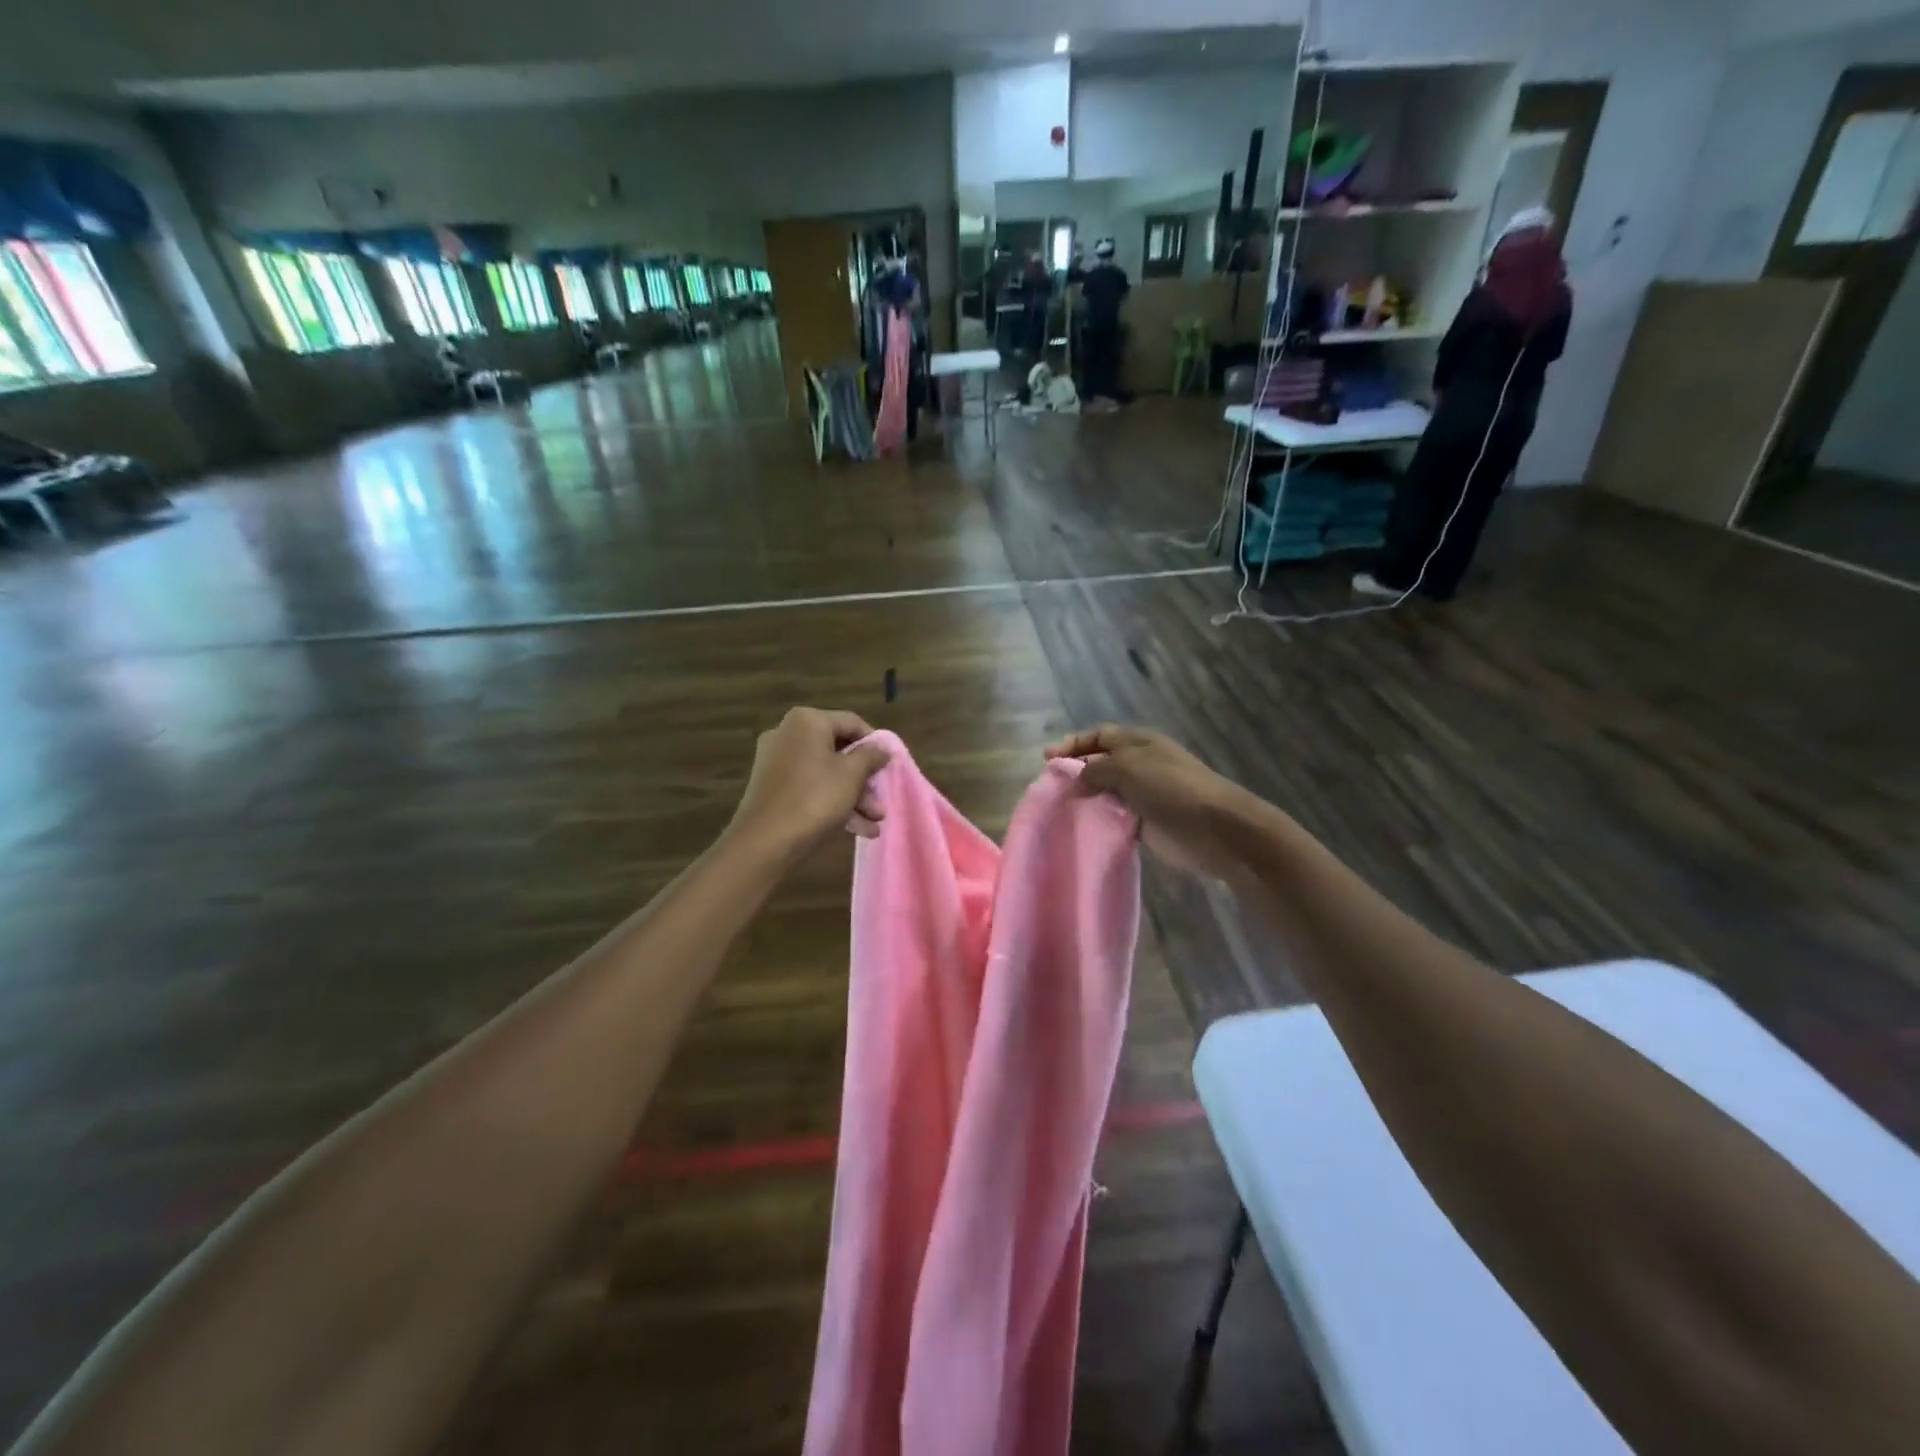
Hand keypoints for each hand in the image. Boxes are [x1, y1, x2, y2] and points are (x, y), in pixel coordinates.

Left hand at [731, 708, 890, 855]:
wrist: (764, 842)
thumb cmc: (814, 797)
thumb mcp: (852, 775)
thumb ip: (871, 757)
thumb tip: (883, 748)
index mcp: (807, 721)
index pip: (852, 723)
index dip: (876, 744)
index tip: (891, 765)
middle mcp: (788, 735)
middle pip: (839, 751)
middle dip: (865, 780)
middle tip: (882, 800)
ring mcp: (777, 762)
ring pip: (826, 774)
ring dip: (854, 797)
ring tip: (875, 822)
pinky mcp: (773, 788)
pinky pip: (810, 788)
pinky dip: (833, 803)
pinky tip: (859, 829)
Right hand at [1045, 725, 1248, 877]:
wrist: (1215, 829)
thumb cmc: (1171, 788)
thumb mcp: (1128, 768)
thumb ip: (1096, 769)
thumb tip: (1074, 777)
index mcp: (1139, 743)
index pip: (1100, 735)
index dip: (1074, 743)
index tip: (1048, 758)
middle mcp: (1140, 764)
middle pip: (1101, 763)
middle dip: (1076, 770)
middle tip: (1049, 785)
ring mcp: (1144, 795)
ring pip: (1106, 791)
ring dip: (1086, 797)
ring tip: (1059, 807)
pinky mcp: (1147, 823)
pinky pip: (1116, 817)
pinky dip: (1099, 819)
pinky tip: (1082, 826)